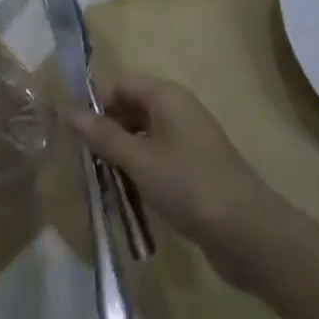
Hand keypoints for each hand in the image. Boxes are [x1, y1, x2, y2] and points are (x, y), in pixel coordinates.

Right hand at [69, 75, 273, 285]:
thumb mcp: (138, 160)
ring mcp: (192, 140)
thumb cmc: (187, 185)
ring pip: (146, 137)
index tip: (79, 136)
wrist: (247, 232)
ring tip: (105, 182)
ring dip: (125, 155)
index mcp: (167, 97)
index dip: (98, 106)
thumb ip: (104, 136)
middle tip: (88, 162)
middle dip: (109, 132)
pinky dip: (144, 171)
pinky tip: (132, 195)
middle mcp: (180, 110)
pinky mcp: (198, 168)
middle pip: (133, 110)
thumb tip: (71, 112)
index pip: (122, 86)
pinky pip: (161, 159)